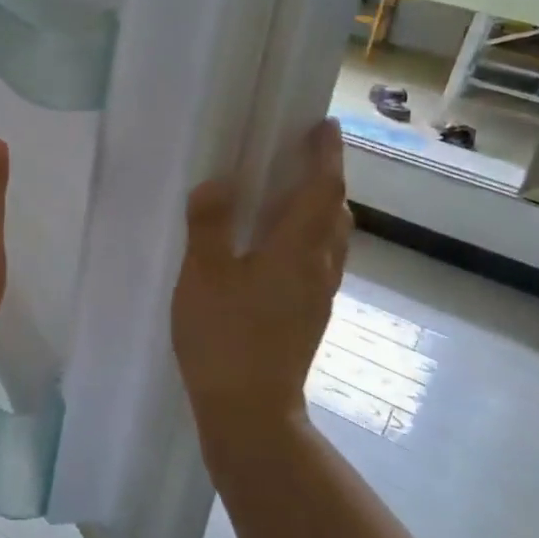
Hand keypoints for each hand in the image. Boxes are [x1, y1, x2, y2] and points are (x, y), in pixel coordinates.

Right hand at [171, 120, 351, 471]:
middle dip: (325, 178)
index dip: (325, 154)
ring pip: (331, 239)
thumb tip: (219, 182)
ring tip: (290, 194)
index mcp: (296, 250)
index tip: (324, 125)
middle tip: (301, 155)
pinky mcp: (309, 315)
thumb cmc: (224, 338)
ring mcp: (318, 295)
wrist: (250, 412)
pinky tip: (277, 247)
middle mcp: (318, 267)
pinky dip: (308, 236)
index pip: (322, 189)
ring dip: (320, 208)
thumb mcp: (203, 276)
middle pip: (335, 212)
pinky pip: (318, 260)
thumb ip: (210, 225)